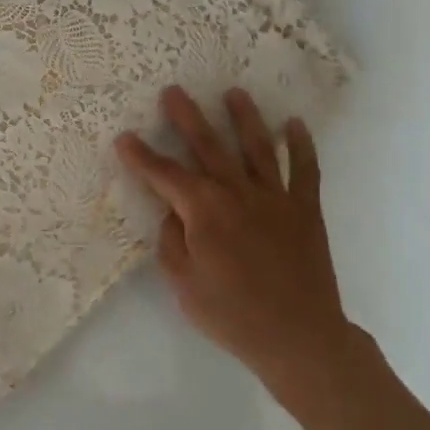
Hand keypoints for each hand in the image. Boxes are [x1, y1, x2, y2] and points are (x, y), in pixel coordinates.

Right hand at [116, 86, 350, 394]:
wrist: (300, 338)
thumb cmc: (232, 314)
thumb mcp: (184, 283)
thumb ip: (172, 241)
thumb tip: (173, 212)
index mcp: (204, 210)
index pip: (164, 175)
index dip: (141, 156)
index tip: (124, 137)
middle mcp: (237, 192)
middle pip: (208, 146)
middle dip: (187, 117)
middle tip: (173, 91)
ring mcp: (275, 197)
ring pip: (257, 147)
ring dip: (244, 117)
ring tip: (234, 92)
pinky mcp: (305, 209)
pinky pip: (305, 170)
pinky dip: (301, 146)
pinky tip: (294, 124)